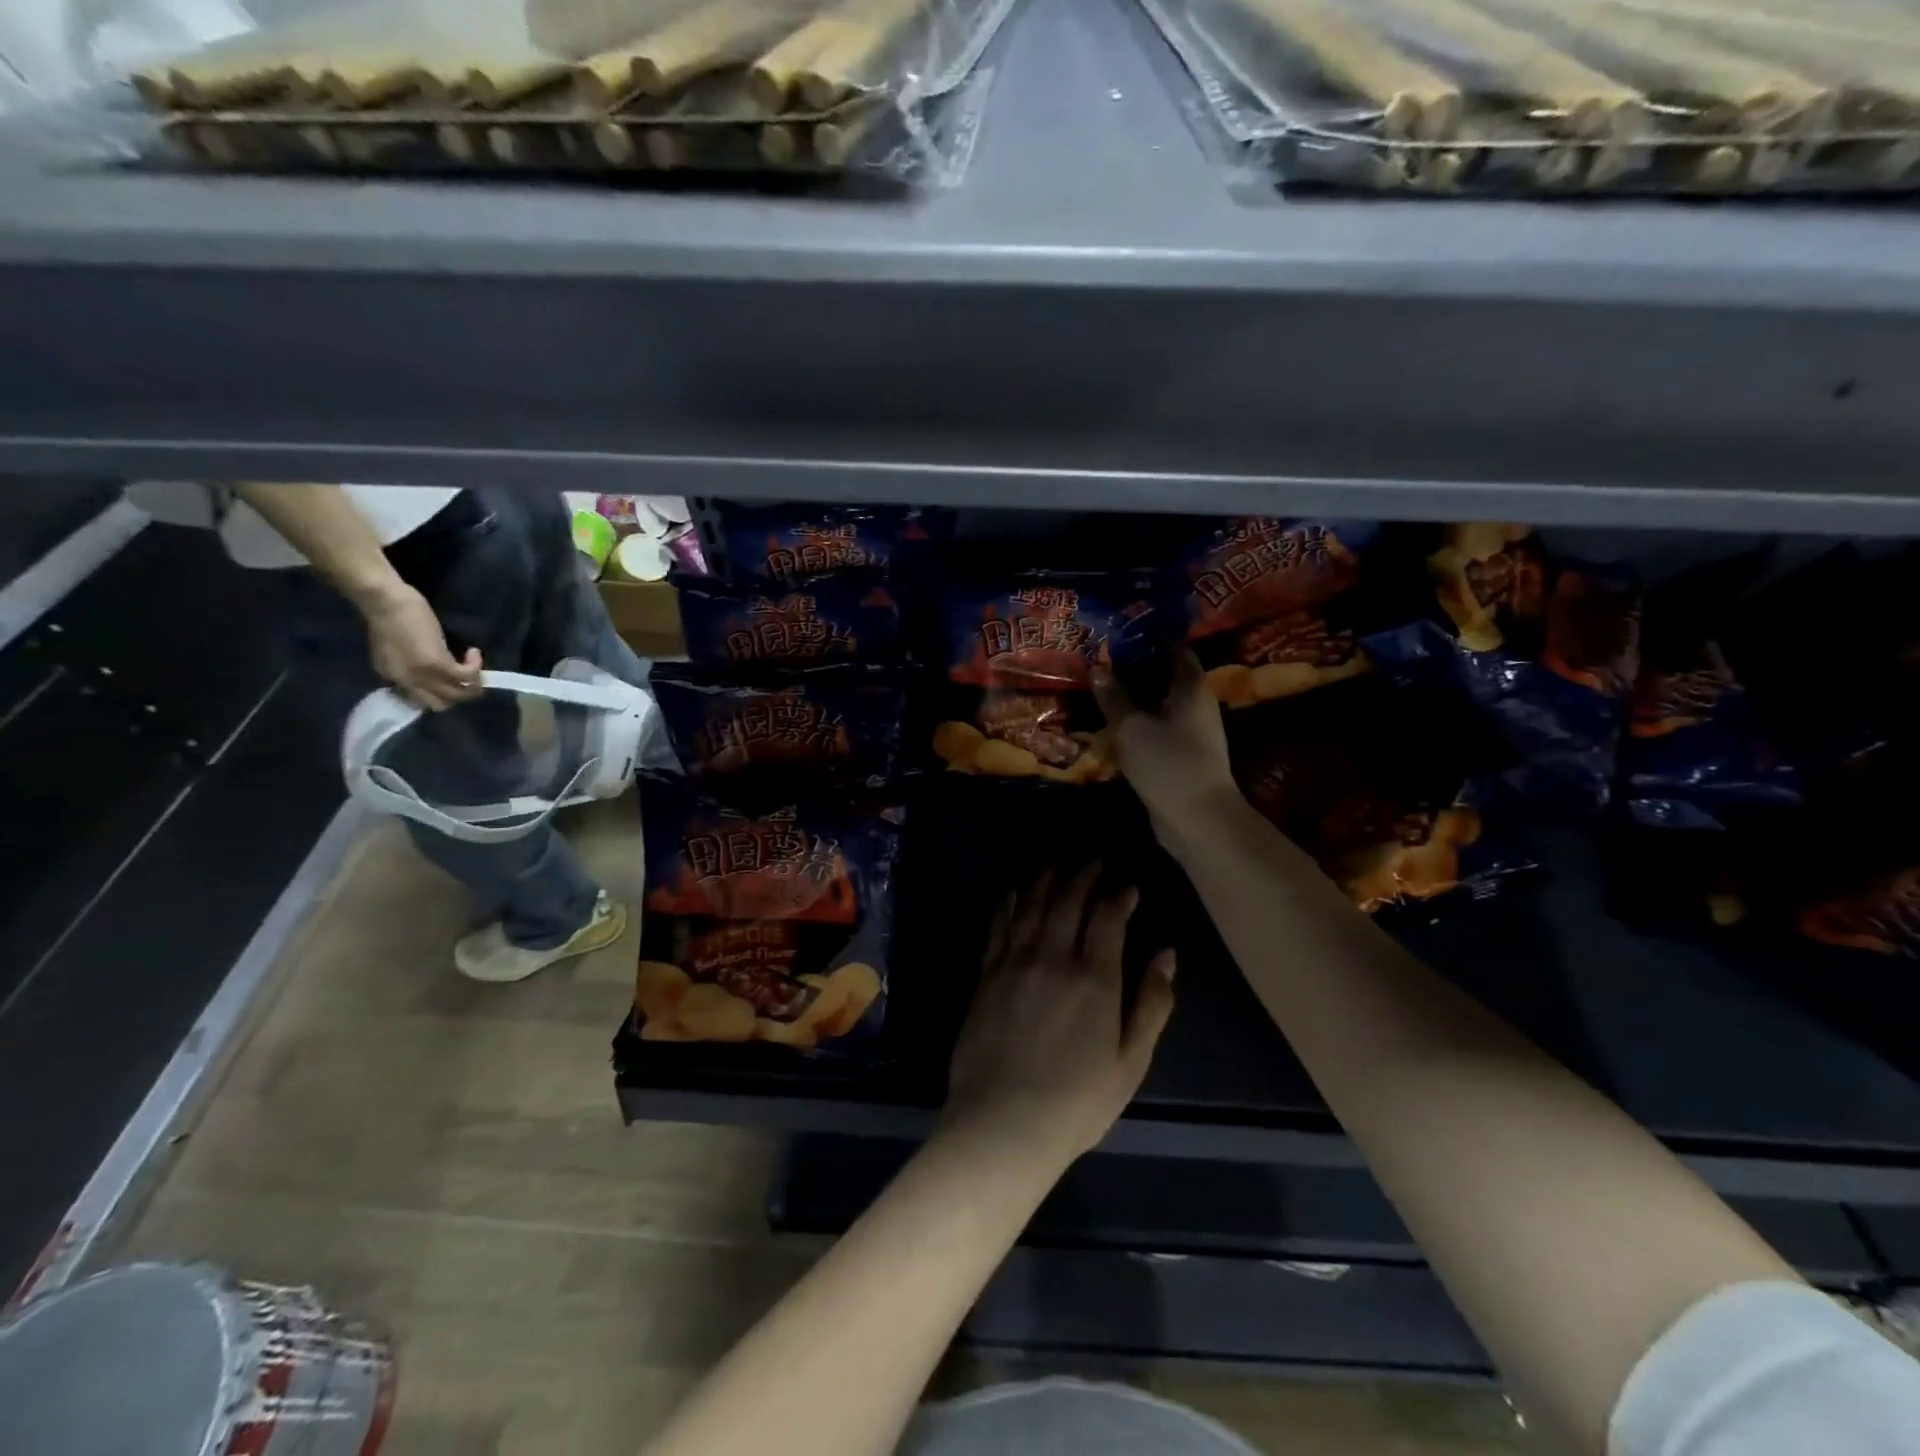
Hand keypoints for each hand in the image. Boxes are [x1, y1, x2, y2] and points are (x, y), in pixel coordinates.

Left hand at [362, 583, 482, 711]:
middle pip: (440, 704)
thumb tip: (426, 669)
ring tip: (476, 667)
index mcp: (392, 677)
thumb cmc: (386, 614)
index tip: (449, 677)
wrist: (383, 599)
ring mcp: (422, 674)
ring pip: (457, 695)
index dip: (440, 691)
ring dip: (473, 684)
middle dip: (458, 693)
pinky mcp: (438, 663)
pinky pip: (466, 676)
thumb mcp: (393, 647)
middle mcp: (406, 681)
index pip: (420, 700)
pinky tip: (474, 652)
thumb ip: (407, 663)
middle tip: (467, 676)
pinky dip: (475, 667)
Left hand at [940, 865, 1176, 1172]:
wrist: (1003, 1123)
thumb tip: (1166, 954)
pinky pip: (998, 926)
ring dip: (1046, 880)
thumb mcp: (1131, 1062)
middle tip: (1093, 863)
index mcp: (1095, 979)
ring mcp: (1014, 963)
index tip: (1128, 887)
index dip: (1119, 897)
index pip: (1108, 919)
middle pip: (1069, 902)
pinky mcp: (986, 975)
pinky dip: (1009, 903)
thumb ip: (1151, 1003)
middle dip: (1084, 877)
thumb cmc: (1077, 1101)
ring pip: (1032, 906)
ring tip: (1056, 864)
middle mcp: (1053, 958)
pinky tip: (1013, 890)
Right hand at [1093, 650, 1236, 839]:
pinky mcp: (1184, 757)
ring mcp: (1193, 733)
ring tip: (1104, 690)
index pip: (1176, 650)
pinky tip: (1115, 725)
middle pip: (1168, 677)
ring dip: (1137, 698)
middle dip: (1139, 668)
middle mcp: (1197, 705)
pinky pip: (1159, 729)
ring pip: (1161, 705)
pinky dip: (1140, 723)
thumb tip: (1098, 668)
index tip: (1123, 632)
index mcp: (1191, 688)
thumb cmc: (1168, 763)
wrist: (1198, 820)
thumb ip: (1114, 698)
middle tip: (1104, 660)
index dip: (1152, 638)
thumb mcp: (1132, 727)